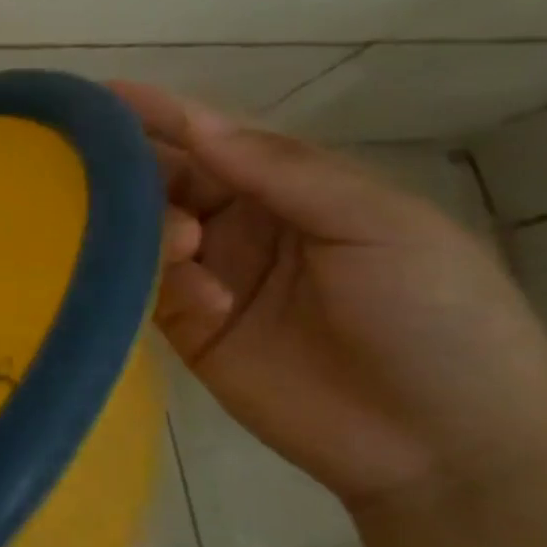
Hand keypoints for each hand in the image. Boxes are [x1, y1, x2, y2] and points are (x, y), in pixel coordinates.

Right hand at [113, 81, 546, 509]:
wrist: (449, 449)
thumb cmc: (436, 317)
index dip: (158, 115)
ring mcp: (206, 277)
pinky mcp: (186, 329)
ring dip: (149, 231)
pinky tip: (198, 301)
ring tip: (186, 250)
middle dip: (134, 172)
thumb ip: (284, 172)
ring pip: (143, 233)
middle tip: (97, 172)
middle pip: (162, 181)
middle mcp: (234, 224)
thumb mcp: (379, 225)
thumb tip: (196, 124)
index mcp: (285, 188)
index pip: (208, 139)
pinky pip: (144, 291)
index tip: (97, 96)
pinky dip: (153, 285)